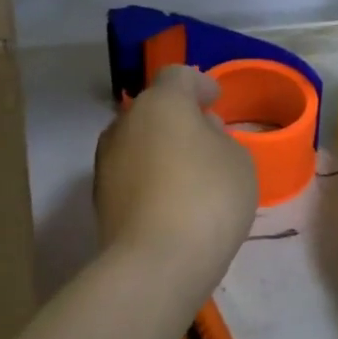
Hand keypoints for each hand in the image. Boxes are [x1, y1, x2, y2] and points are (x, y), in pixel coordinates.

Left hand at [94, 65, 258, 280]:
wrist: (156, 262)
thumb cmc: (208, 198)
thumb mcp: (238, 161)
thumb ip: (221, 138)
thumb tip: (200, 134)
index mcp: (161, 103)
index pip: (178, 76)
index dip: (200, 84)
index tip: (216, 99)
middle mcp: (125, 124)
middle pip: (154, 109)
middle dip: (179, 118)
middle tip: (206, 138)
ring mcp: (106, 161)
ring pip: (138, 142)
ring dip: (161, 149)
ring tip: (188, 172)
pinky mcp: (99, 198)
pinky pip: (130, 174)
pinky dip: (149, 177)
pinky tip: (170, 200)